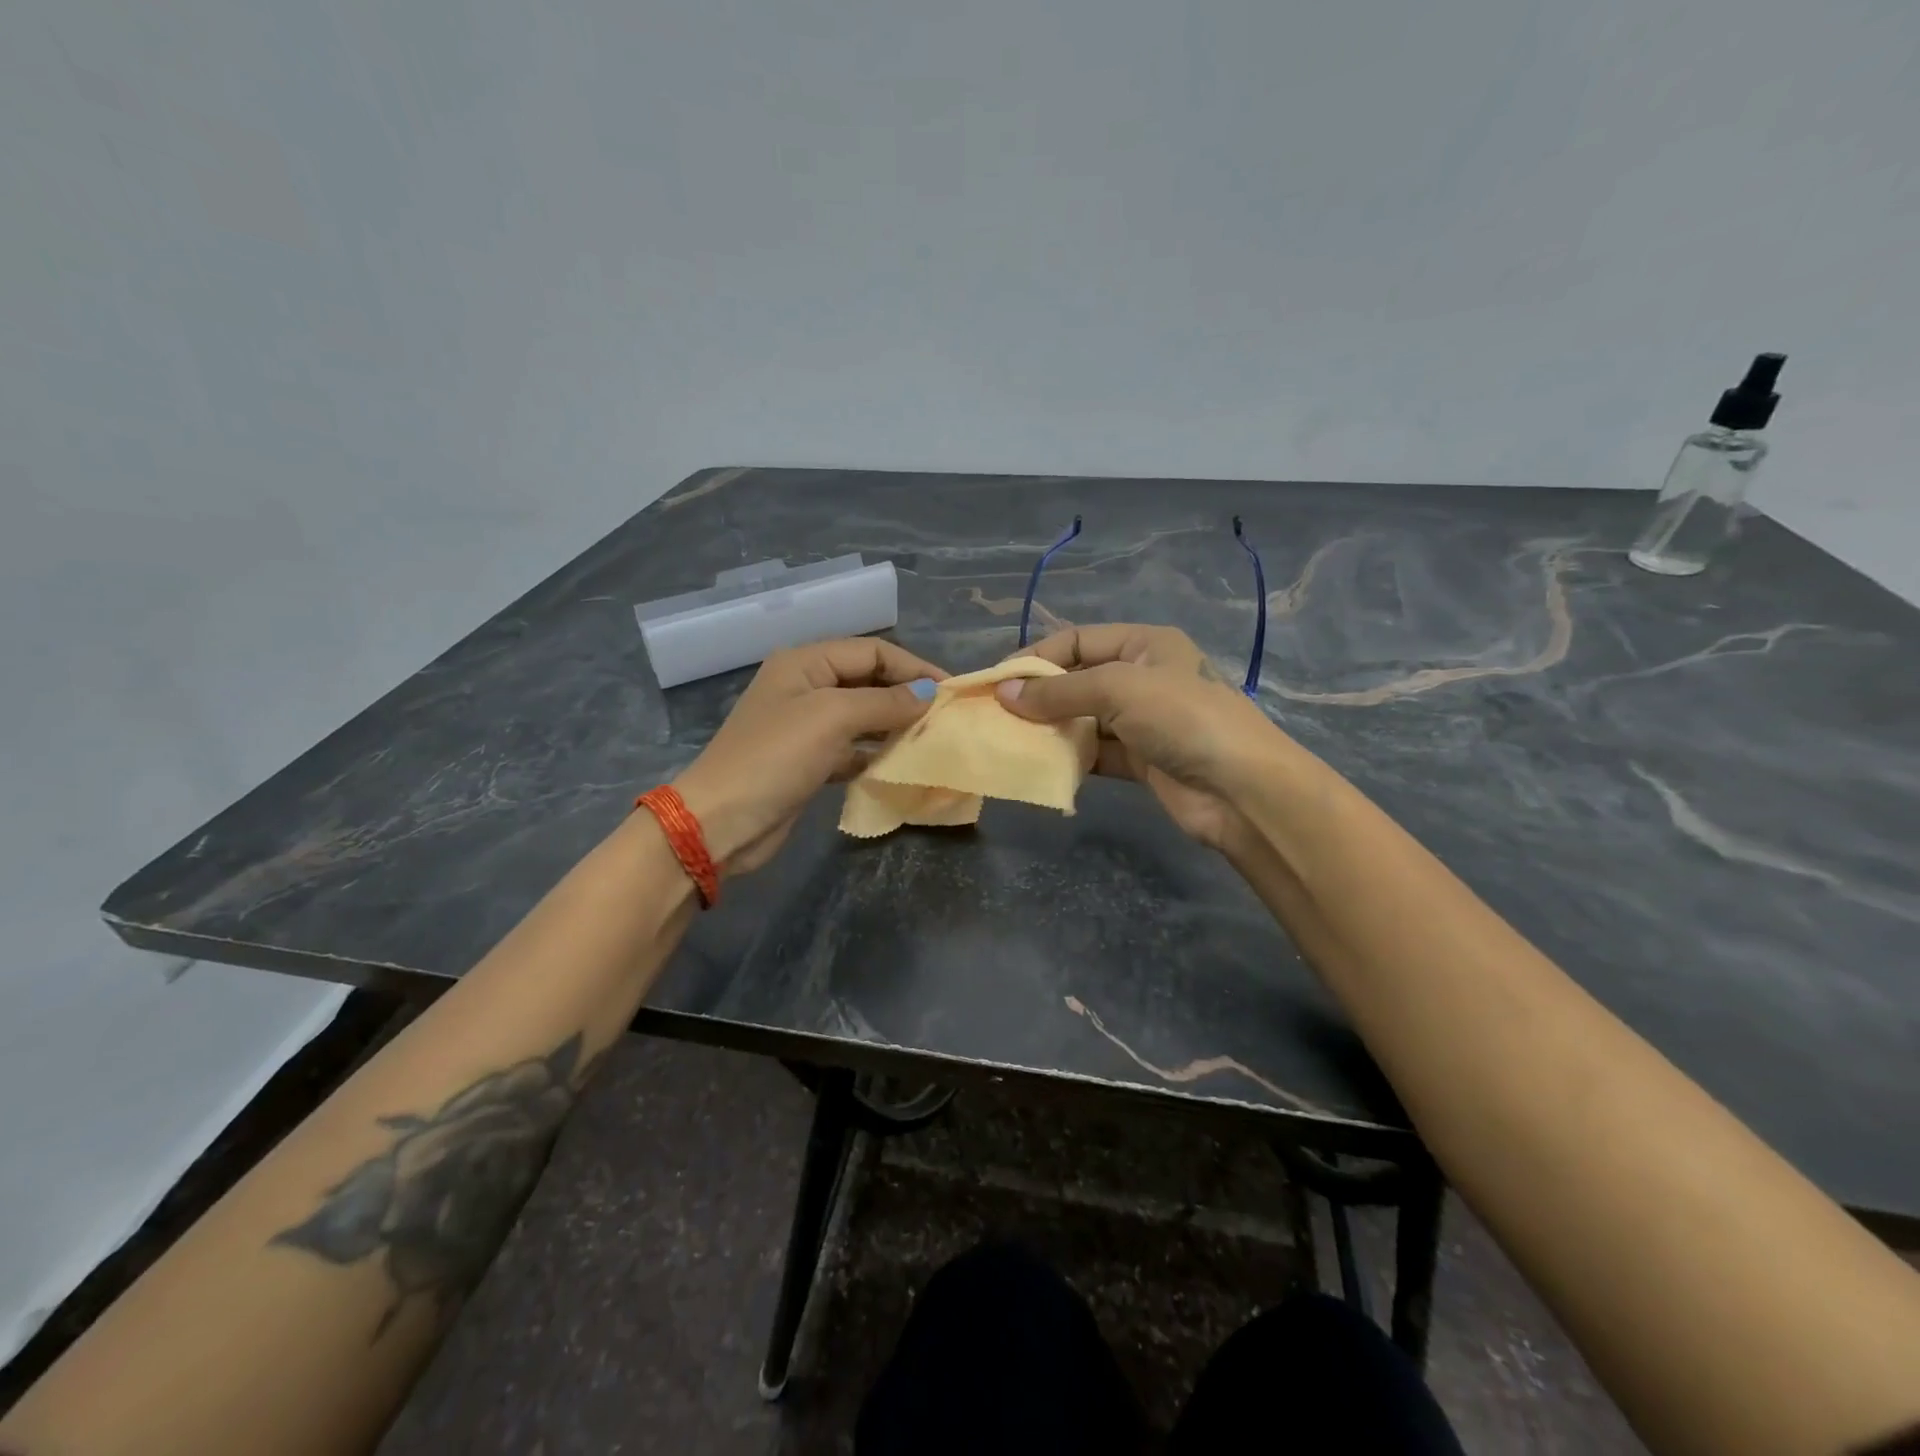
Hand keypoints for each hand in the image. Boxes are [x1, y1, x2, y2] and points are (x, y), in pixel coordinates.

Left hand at [673, 639, 945, 874]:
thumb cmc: (775, 757)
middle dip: (905, 695)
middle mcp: (806, 687)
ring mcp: (806, 726)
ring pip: (862, 716)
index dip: (912, 666)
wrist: (721, 822)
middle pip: (868, 681)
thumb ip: (885, 702)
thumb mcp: (832, 718)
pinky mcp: (808, 762)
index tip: (949, 691)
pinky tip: (899, 764)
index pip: (871, 651)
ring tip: (930, 740)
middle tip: (944, 717)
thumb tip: (928, 693)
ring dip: (894, 725)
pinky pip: (852, 748)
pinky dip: (875, 753)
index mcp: (805, 663)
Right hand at [998, 624, 1291, 851]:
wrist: (1241, 789)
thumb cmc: (1182, 718)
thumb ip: (1059, 692)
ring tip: (1011, 739)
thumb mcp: (1118, 689)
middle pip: (1079, 679)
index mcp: (1145, 645)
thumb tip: (1004, 693)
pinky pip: (1096, 752)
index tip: (997, 680)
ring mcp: (1143, 721)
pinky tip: (1043, 764)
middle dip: (1040, 695)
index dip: (1037, 657)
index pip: (1078, 640)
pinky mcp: (1142, 761)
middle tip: (997, 714)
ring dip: (1052, 728)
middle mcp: (1143, 678)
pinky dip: (1072, 757)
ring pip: (1085, 719)